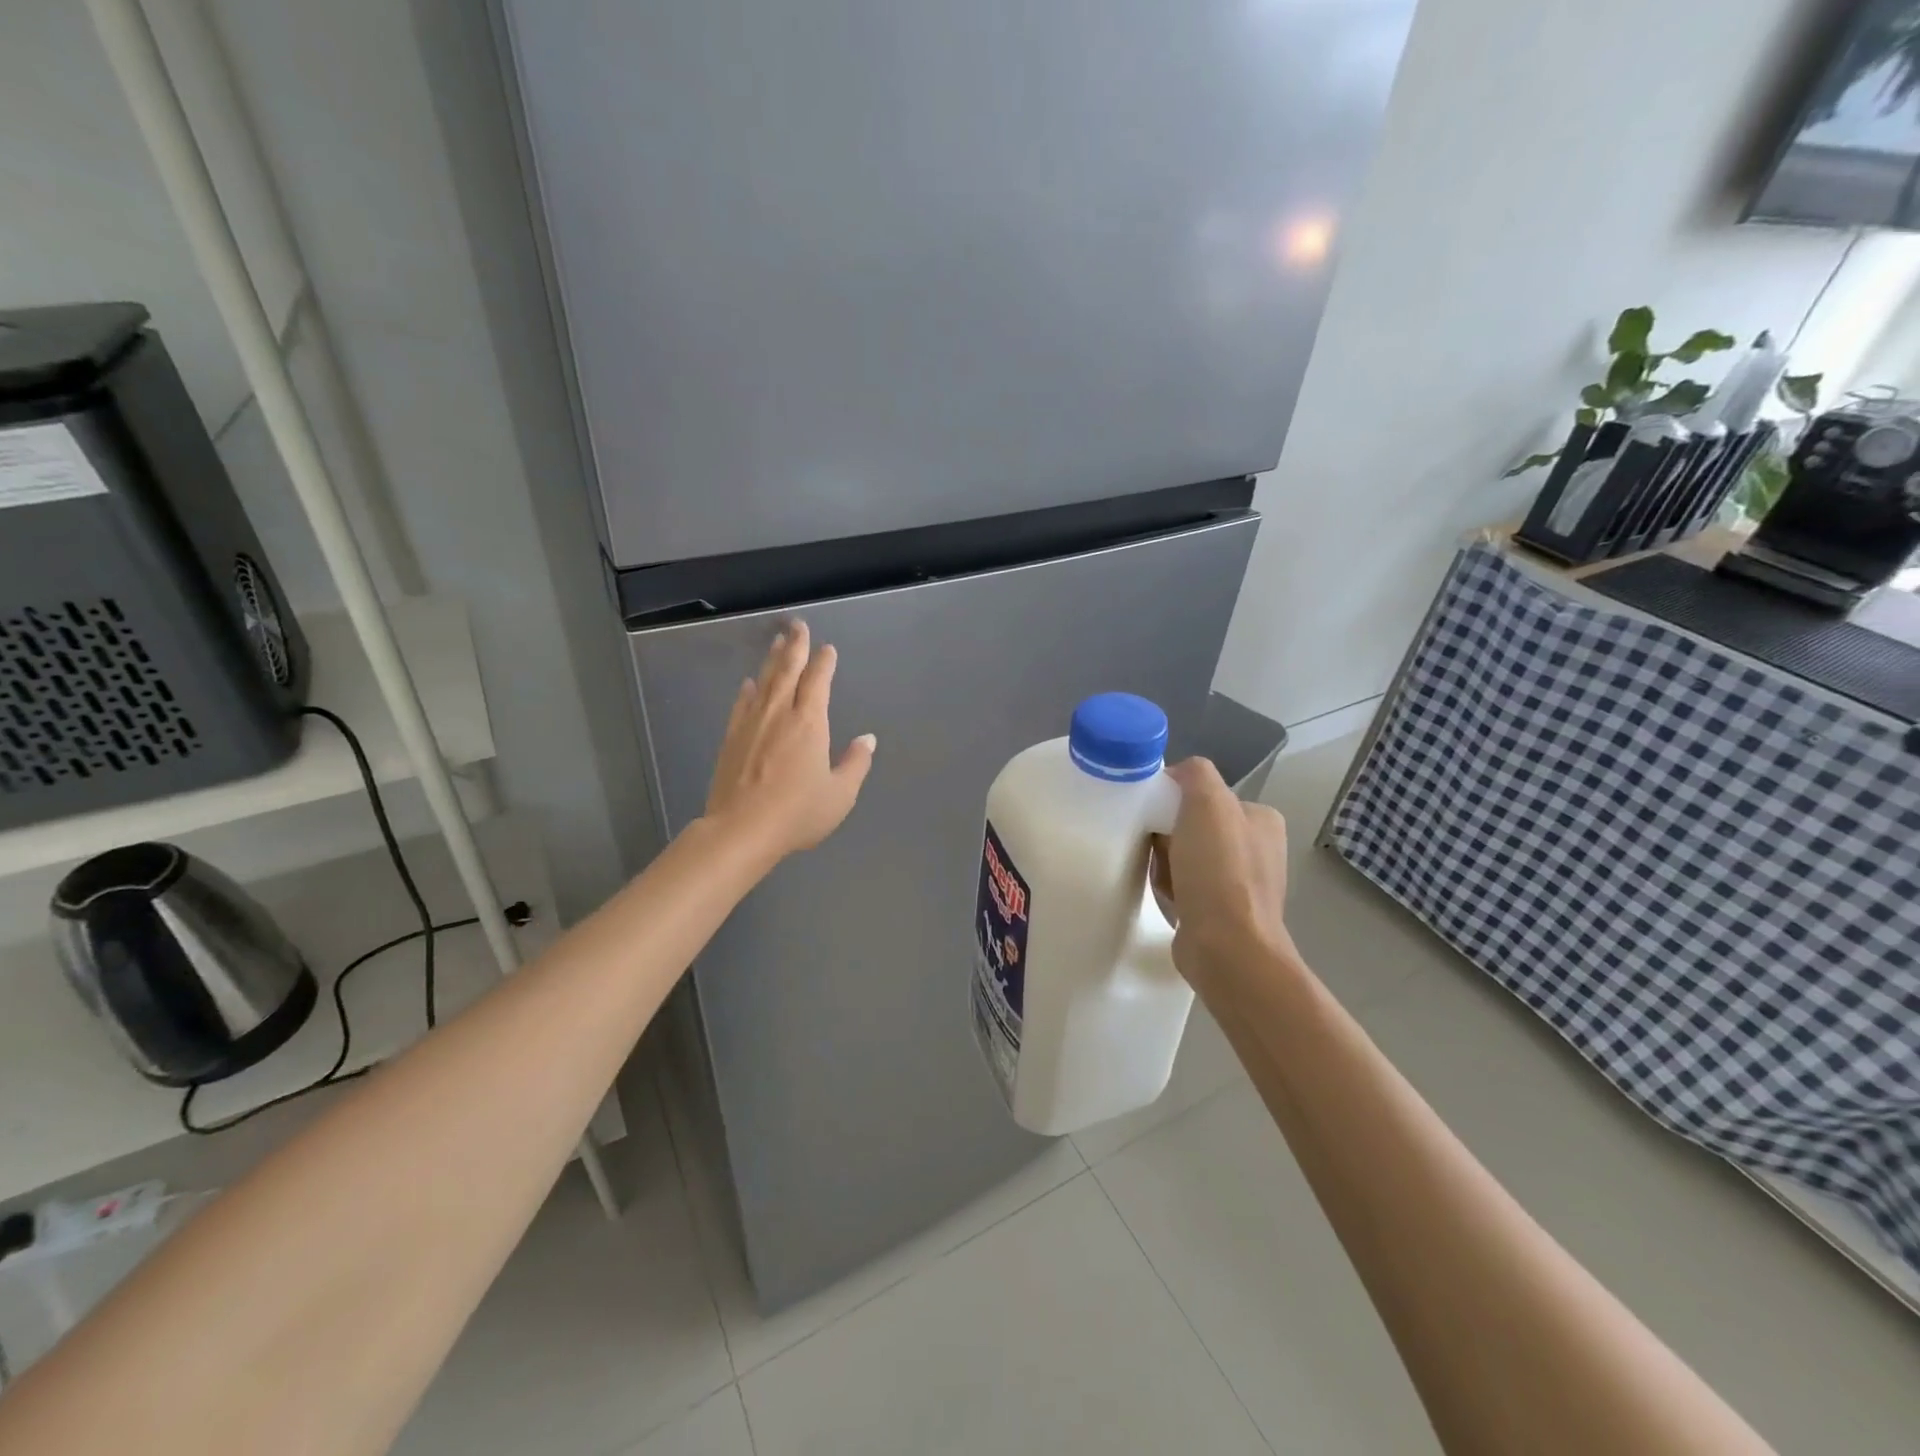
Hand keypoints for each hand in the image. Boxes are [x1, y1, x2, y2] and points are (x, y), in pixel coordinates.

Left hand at [703, 621, 875, 859]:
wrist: (741, 829)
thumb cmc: (798, 813)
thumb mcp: (840, 794)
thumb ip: (855, 763)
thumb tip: (867, 739)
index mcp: (810, 722)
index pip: (818, 681)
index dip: (824, 662)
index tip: (827, 649)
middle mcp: (780, 713)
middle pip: (787, 670)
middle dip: (795, 645)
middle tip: (797, 625)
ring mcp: (752, 723)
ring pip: (764, 681)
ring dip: (772, 660)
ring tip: (777, 642)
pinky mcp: (732, 738)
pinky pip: (742, 703)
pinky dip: (748, 689)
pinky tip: (749, 683)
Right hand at [1150, 757, 1291, 987]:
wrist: (1227, 948)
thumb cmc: (1219, 871)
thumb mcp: (1207, 803)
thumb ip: (1194, 774)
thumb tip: (1176, 775)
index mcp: (1262, 819)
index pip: (1207, 794)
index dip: (1175, 799)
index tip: (1154, 813)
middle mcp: (1258, 849)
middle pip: (1193, 825)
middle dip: (1168, 835)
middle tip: (1155, 848)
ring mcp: (1242, 885)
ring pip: (1185, 857)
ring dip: (1166, 863)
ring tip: (1160, 877)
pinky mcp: (1223, 914)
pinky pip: (1185, 887)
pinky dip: (1170, 889)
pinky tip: (1167, 897)